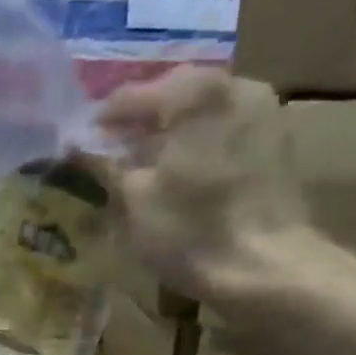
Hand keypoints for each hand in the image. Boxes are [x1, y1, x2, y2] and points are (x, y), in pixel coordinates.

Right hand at [97, 67, 308, 303]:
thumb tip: (83, 148)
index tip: (79, 144)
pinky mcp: (276, 142)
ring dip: (170, 132)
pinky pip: (223, 130)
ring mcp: (263, 111)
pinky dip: (196, 143)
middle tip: (110, 151)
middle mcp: (235, 86)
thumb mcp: (134, 199)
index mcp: (195, 93)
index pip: (131, 96)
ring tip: (142, 164)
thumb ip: (108, 164)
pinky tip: (177, 173)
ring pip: (201, 112)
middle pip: (172, 96)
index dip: (101, 122)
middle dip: (139, 122)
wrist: (266, 267)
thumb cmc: (191, 230)